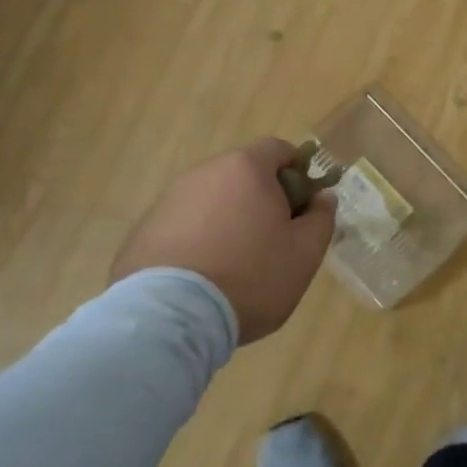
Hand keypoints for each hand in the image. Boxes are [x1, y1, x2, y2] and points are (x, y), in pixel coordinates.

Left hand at [109, 139, 335, 343]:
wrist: (171, 317)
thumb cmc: (251, 277)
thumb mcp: (305, 254)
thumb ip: (321, 218)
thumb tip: (323, 196)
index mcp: (246, 169)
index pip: (278, 149)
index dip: (296, 172)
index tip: (301, 207)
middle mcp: (204, 173)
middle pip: (242, 175)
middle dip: (261, 199)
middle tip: (272, 242)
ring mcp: (169, 200)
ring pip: (211, 201)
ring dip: (227, 221)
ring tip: (234, 266)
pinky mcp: (143, 230)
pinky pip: (182, 226)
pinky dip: (196, 242)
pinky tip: (201, 279)